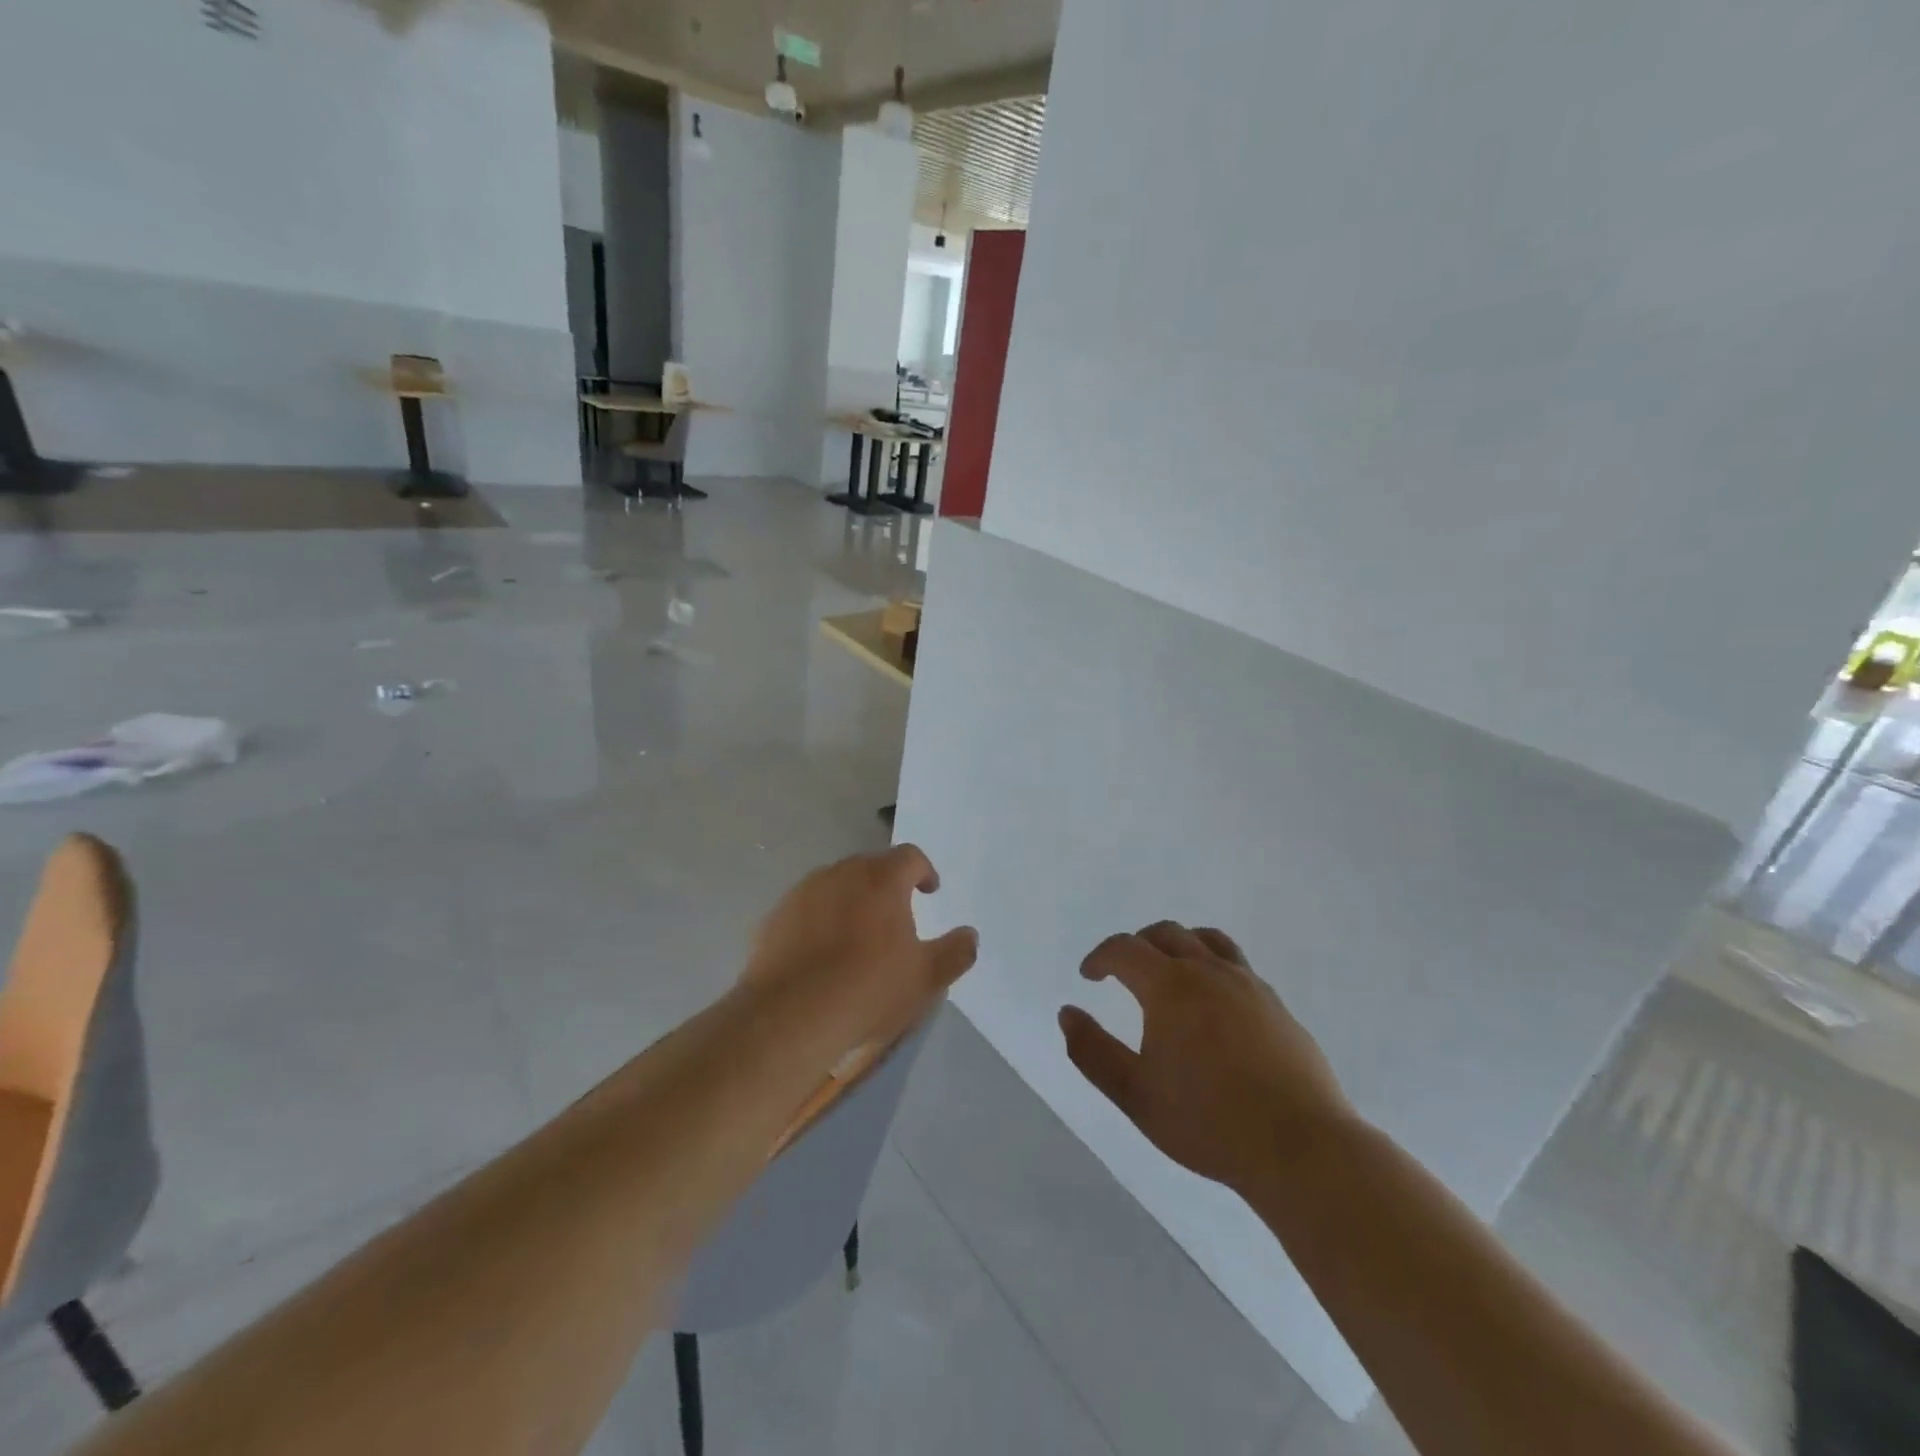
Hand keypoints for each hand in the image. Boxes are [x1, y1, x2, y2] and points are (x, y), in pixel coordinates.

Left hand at [743, 845, 978, 1059]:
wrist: (791, 1015)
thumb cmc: (868, 989)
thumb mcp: (925, 978)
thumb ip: (955, 952)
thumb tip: (969, 935)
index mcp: (882, 879)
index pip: (910, 856)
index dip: (924, 871)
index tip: (929, 891)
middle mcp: (842, 873)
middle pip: (871, 866)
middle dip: (886, 884)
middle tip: (895, 916)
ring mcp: (804, 892)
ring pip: (835, 884)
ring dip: (850, 900)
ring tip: (856, 935)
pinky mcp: (776, 915)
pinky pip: (806, 908)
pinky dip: (819, 920)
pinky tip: (820, 952)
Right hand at [1059, 922, 1355, 1192]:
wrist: (1300, 1148)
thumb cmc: (1207, 1122)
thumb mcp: (1135, 1095)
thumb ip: (1093, 1052)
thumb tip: (1067, 1014)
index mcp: (1171, 987)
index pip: (1125, 949)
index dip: (1101, 957)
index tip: (1089, 976)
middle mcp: (1209, 972)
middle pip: (1167, 933)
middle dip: (1137, 944)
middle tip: (1123, 971)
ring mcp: (1249, 985)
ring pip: (1208, 940)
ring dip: (1179, 944)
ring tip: (1170, 972)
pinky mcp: (1277, 1006)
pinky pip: (1237, 966)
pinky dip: (1213, 967)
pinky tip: (1214, 1005)